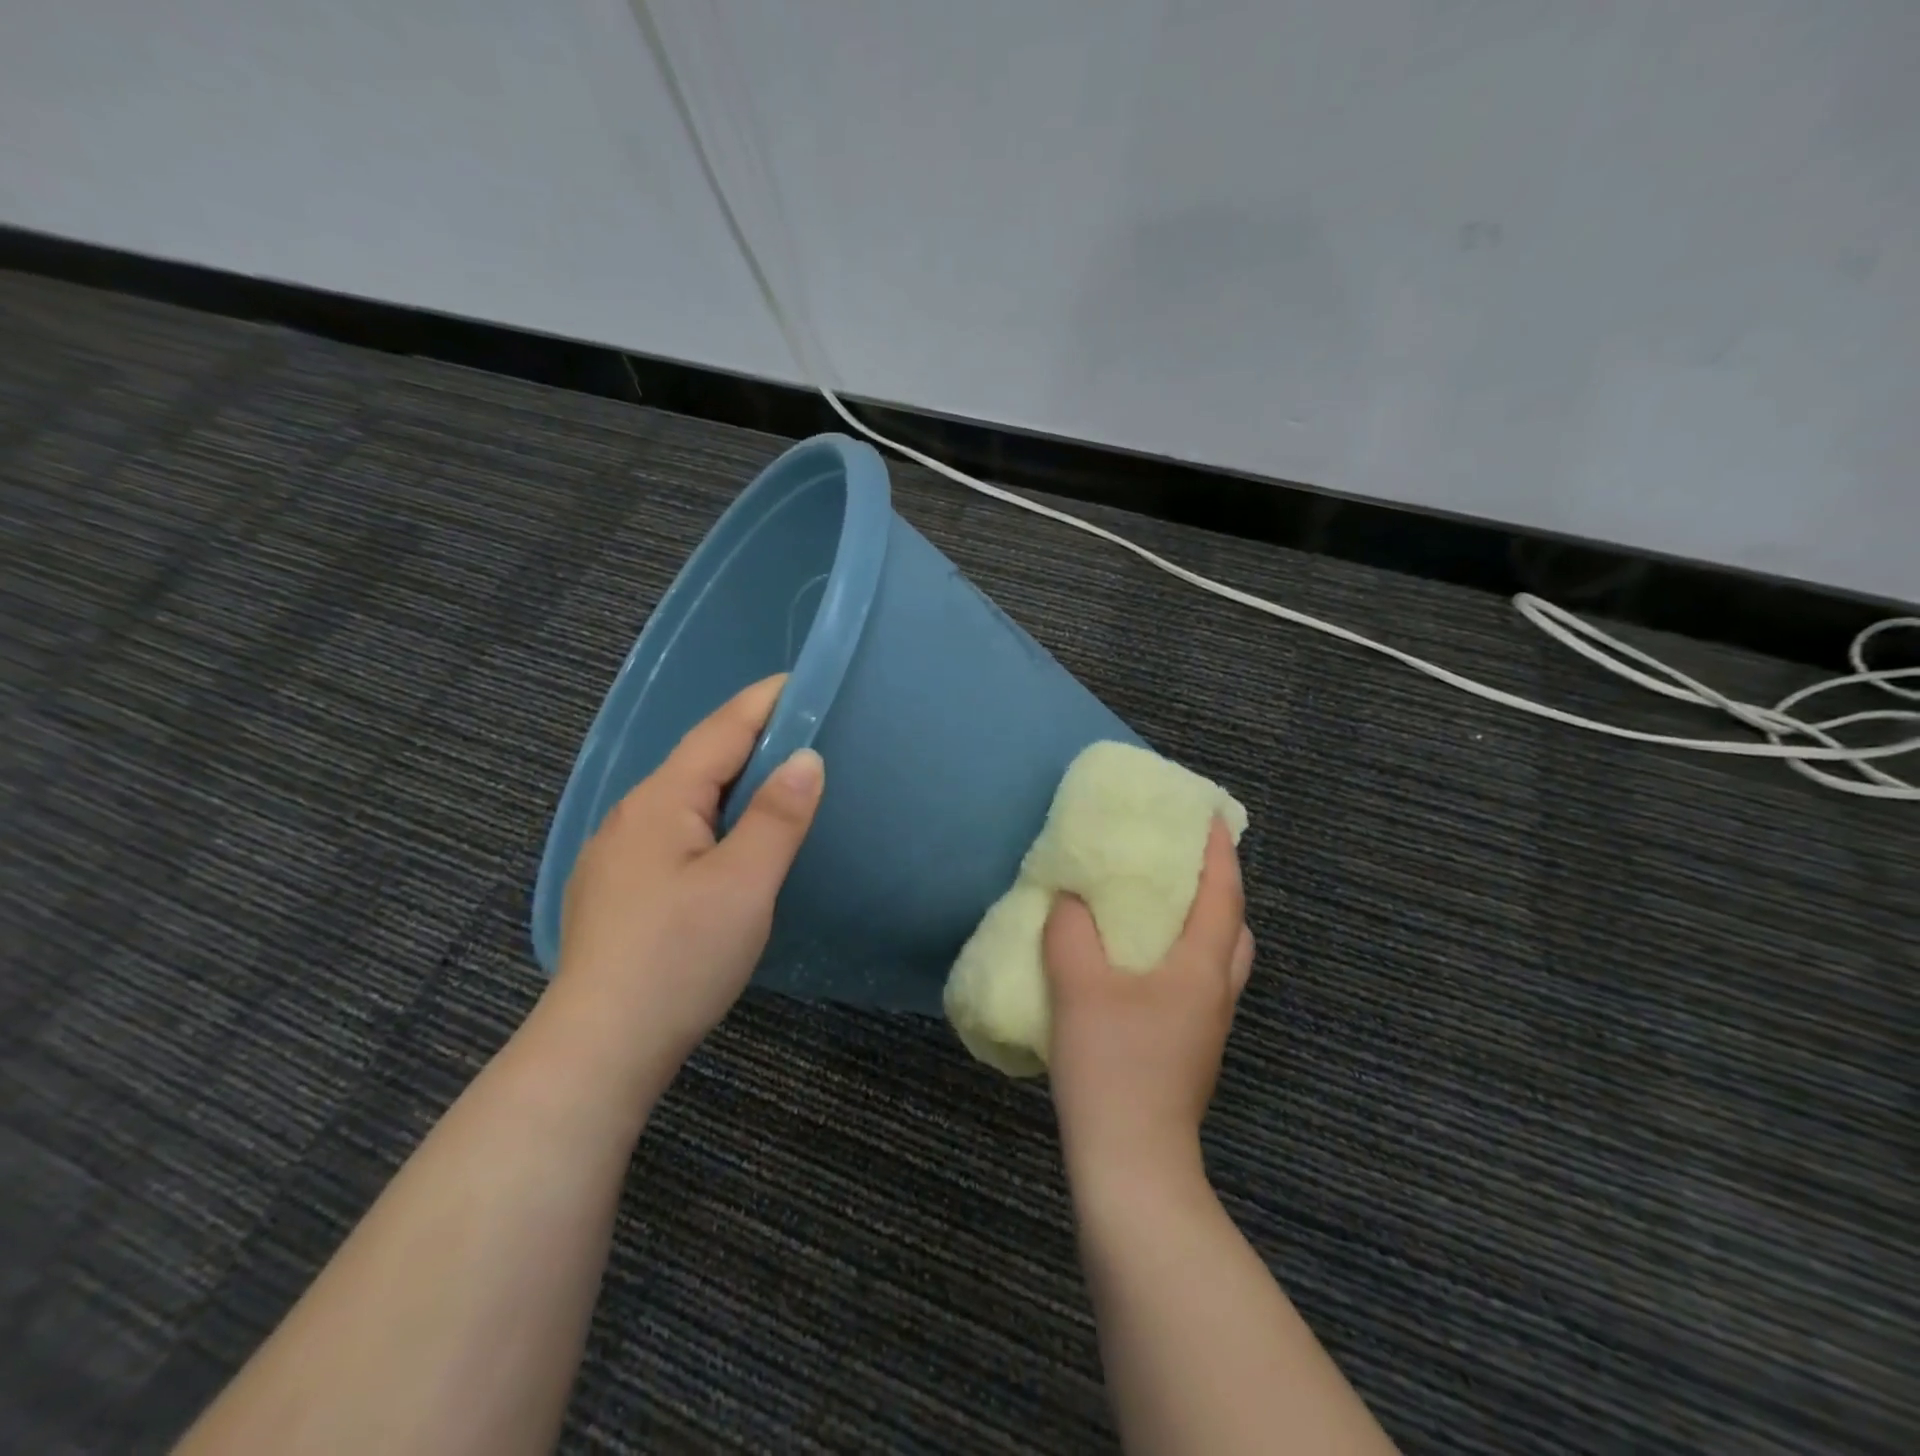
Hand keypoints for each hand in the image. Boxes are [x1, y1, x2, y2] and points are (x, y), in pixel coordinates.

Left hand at [548, 675, 824, 1089]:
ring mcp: (617, 851)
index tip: (802, 680)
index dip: (763, 702)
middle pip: (698, 758)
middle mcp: (631, 814)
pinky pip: (672, 827)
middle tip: (803, 727)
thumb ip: (777, 816)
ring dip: (730, 777)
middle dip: (750, 735)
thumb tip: (806, 757)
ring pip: (684, 795)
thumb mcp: (744, 884)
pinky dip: (710, 813)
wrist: (601, 1047)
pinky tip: (725, 836)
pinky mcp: (617, 886)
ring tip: (773, 776)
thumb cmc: (680, 957)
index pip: (720, 730)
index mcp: (661, 801)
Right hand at [1043, 820, 1253, 1188]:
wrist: (1130, 1162)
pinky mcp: (1189, 1050)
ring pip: (1218, 961)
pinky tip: (1140, 964)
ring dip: (1201, 926)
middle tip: (1185, 865)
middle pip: (1234, 929)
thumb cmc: (1112, 1065)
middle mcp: (1215, 993)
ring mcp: (1206, 1027)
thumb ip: (1071, 932)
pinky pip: (1197, 984)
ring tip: (1162, 908)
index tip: (1214, 817)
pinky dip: (1182, 957)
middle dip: (1219, 890)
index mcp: (1201, 969)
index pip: (1223, 896)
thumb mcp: (1078, 987)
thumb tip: (1069, 899)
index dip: (1219, 853)